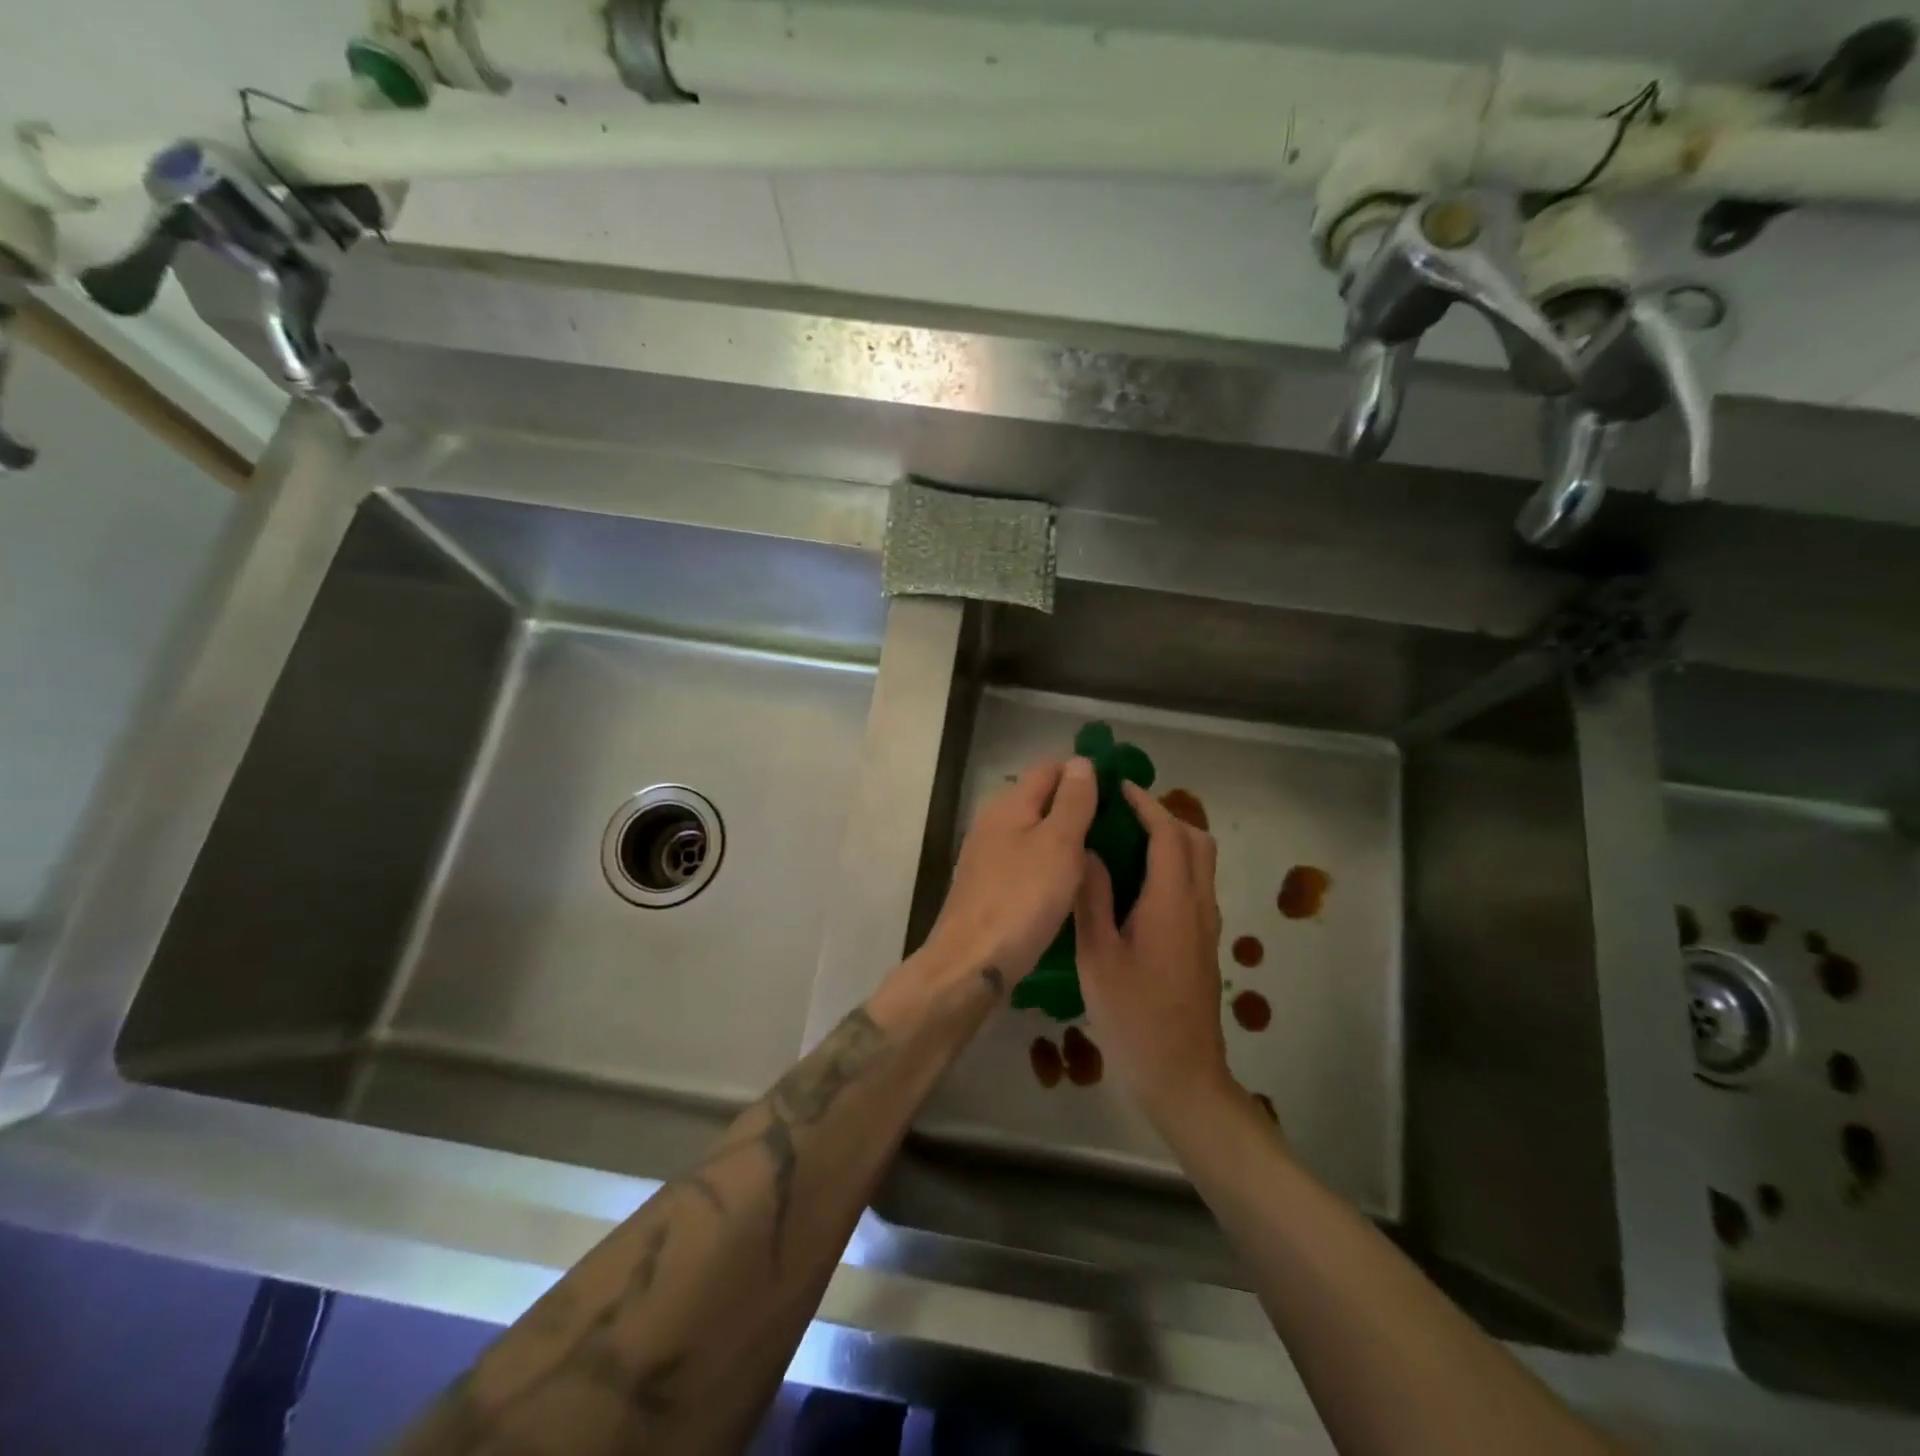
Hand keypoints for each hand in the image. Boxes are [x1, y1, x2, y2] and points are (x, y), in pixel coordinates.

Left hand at [923, 757, 1099, 991]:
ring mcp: (988, 857)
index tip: (1119, 789)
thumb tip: (1081, 761)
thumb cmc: (1021, 900)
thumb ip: (1072, 801)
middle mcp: (993, 823)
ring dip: (1066, 838)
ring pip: (1035, 833)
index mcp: (1009, 804)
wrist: (971, 964)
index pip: (1049, 768)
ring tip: (1104, 853)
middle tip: (1119, 825)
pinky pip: (1028, 862)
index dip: (1083, 772)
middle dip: (1077, 805)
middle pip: (1040, 800)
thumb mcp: (1058, 845)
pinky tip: (1072, 883)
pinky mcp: (989, 887)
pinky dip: (1051, 864)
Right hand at [1075, 782, 1237, 1126]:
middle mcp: (1198, 905)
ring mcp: (1205, 926)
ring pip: (1199, 863)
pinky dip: (1171, 864)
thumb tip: (1088, 851)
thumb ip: (1093, 898)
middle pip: (1196, 840)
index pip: (1168, 834)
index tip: (1117, 786)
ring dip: (1170, 838)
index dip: (1146, 804)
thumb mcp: (1099, 957)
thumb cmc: (1134, 1017)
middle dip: (1163, 815)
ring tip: (1123, 839)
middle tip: (1120, 811)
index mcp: (1172, 902)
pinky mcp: (1202, 943)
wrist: (1182, 1077)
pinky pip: (1193, 885)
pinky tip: (1133, 882)